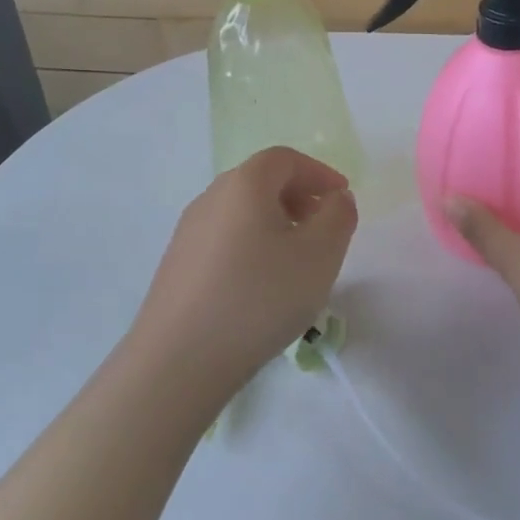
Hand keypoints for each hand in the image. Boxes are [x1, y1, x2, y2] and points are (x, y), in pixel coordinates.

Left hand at [130, 147, 357, 402]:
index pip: (286, 159)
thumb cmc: (259, 297)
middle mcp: (211, 198)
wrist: (179, 360)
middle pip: (261, 182)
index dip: (319, 173)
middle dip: (298, 198)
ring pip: (241, 213)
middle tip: (323, 229)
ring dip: (275, 224)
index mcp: (244, 184)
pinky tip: (260, 288)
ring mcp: (188, 232)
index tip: (342, 199)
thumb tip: (335, 198)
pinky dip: (251, 247)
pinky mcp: (177, 266)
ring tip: (296, 263)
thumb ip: (339, 216)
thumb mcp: (320, 255)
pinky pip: (224, 240)